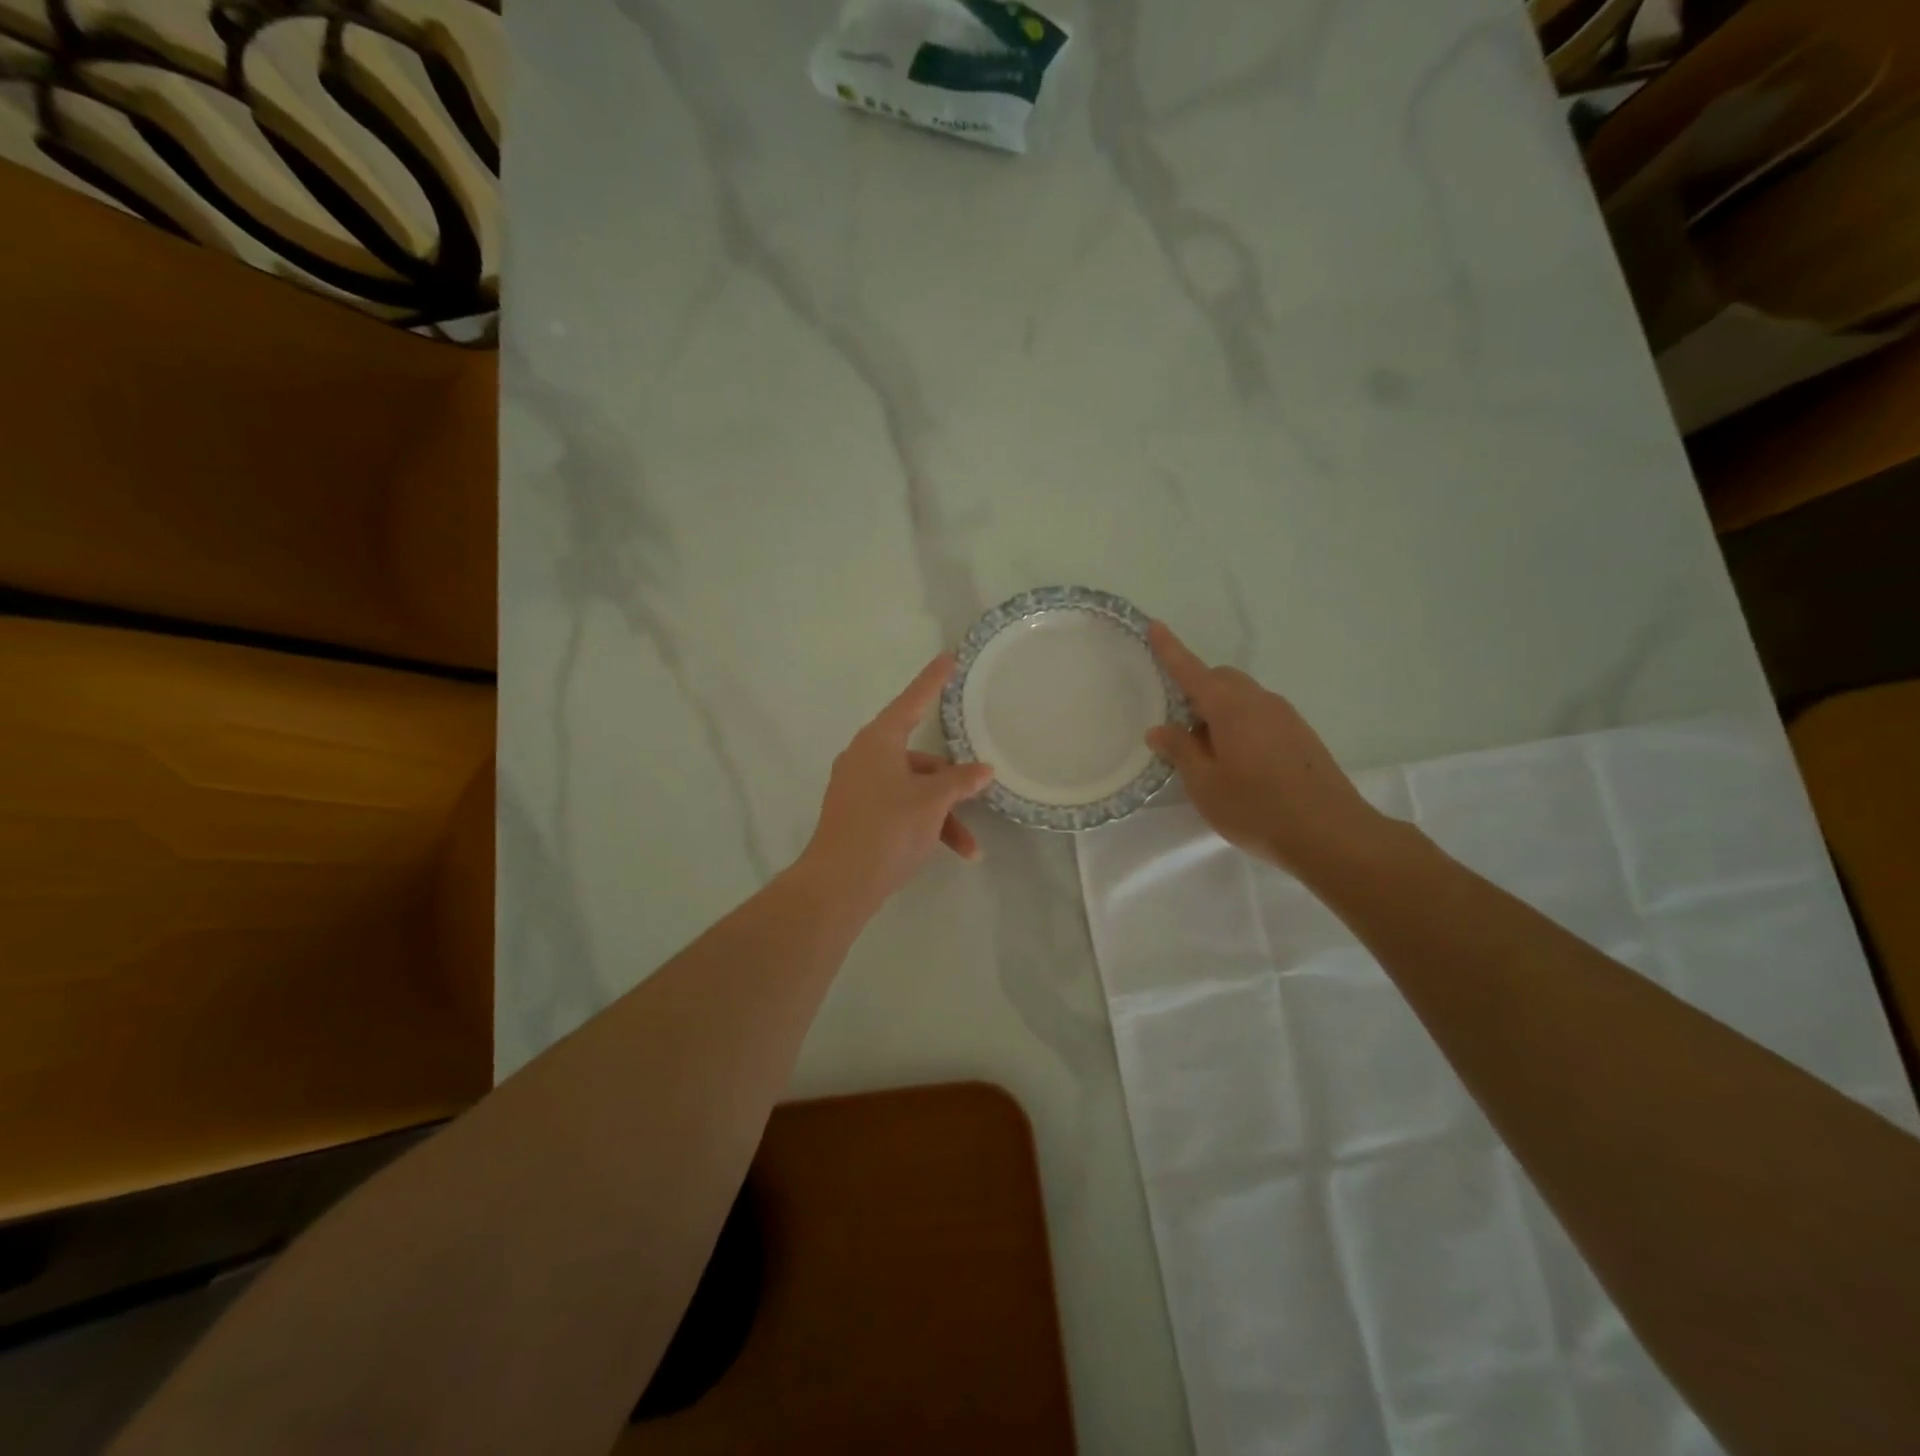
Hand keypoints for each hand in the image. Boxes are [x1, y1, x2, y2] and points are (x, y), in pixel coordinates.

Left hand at [798, 654, 995, 913]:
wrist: (839, 884)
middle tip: (978, 796)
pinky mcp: (857, 815)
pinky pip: (899, 808)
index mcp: (878, 741)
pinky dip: (923, 825)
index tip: (949, 657)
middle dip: (952, 785)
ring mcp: (858, 788)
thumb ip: (960, 781)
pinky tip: (946, 851)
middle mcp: (865, 757)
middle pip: (919, 759)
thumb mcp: (932, 801)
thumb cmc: (887, 828)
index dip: (933, 680)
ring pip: (913, 790)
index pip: (912, 701)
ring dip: (942, 815)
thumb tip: (983, 770)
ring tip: (969, 849)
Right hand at [1146, 622, 1388, 878]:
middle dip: (1197, 691)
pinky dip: (1241, 726)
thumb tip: (1159, 729)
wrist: (1331, 834)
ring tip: (1210, 756)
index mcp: (1230, 708)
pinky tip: (1240, 765)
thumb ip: (1180, 751)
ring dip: (1220, 712)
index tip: (1154, 627)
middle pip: (1221, 679)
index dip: (1170, 650)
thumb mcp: (1205, 784)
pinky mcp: (1301, 735)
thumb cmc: (1256, 808)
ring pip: (1243, 698)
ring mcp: (1286, 717)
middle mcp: (1259, 702)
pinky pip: (1261, 716)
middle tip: (1181, 730)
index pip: (1192, 670)